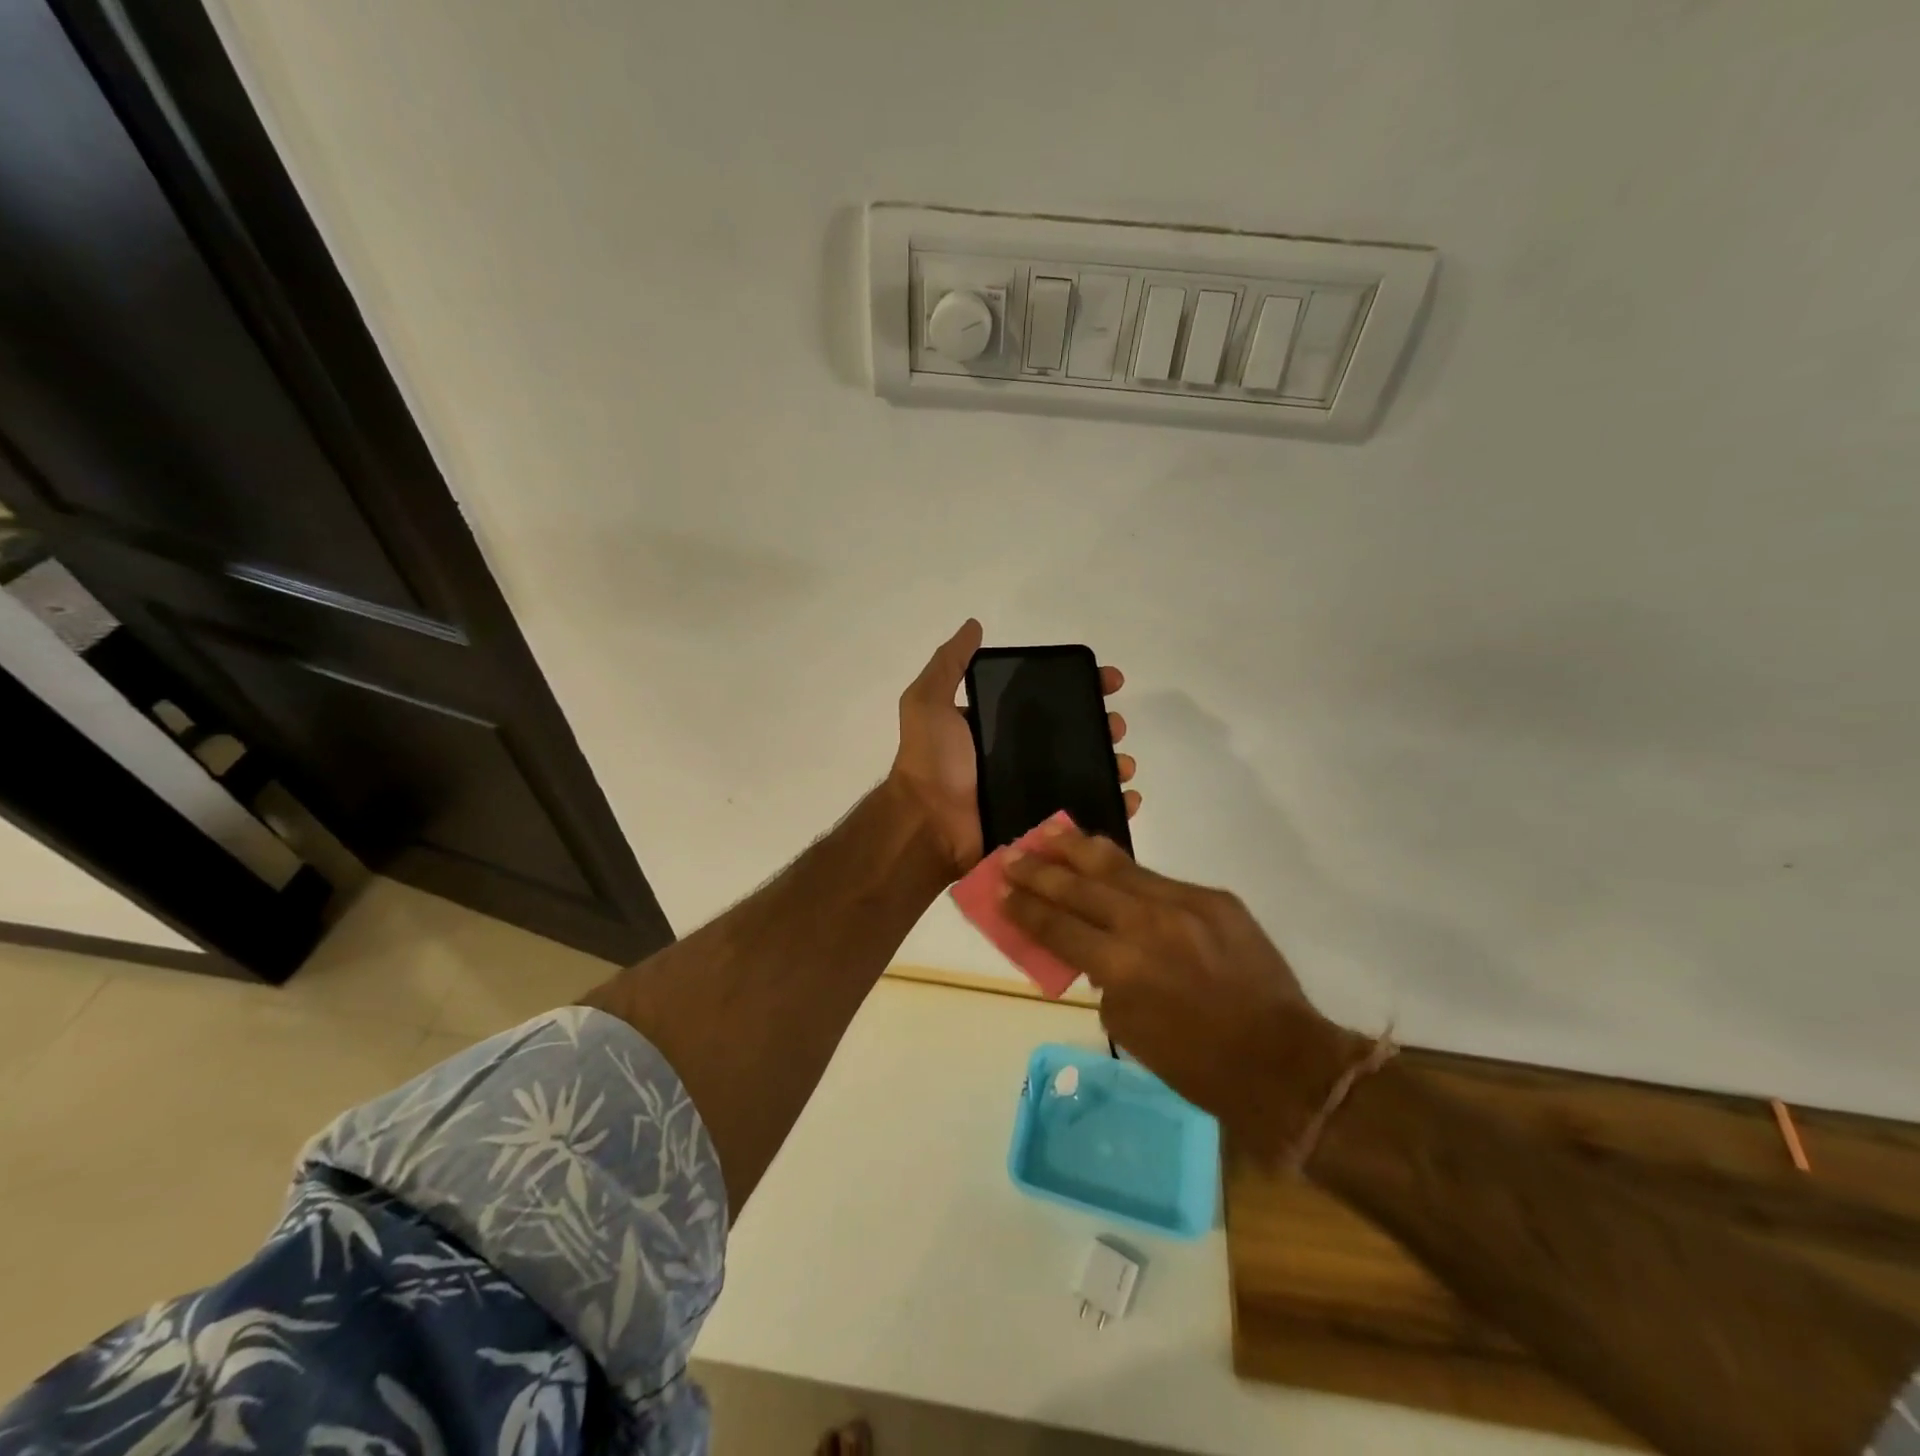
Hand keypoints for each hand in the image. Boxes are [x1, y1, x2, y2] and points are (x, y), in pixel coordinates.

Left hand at [887, 620, 1138, 880]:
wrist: (927, 825)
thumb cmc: (932, 762)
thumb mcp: (928, 703)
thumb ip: (948, 665)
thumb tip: (974, 625)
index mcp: (999, 728)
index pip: (1049, 700)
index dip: (1081, 688)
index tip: (1109, 681)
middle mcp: (1019, 757)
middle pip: (1075, 736)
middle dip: (1103, 726)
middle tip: (1115, 726)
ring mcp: (1034, 792)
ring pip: (1086, 773)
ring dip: (1112, 764)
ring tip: (1123, 765)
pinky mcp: (1042, 824)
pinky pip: (1085, 814)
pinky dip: (1112, 806)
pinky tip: (1128, 798)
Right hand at [1000, 825, 1360, 1127]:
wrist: (1282, 1062)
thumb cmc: (1198, 1064)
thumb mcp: (1131, 1029)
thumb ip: (1103, 981)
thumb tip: (1093, 950)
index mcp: (1122, 968)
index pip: (1058, 927)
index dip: (1025, 908)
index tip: (1000, 890)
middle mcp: (1147, 925)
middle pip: (1080, 888)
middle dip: (1040, 871)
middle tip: (1012, 855)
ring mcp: (1184, 905)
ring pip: (1119, 867)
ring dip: (1078, 851)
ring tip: (1049, 832)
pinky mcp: (1214, 898)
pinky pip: (1159, 880)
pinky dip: (1128, 872)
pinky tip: (1108, 860)